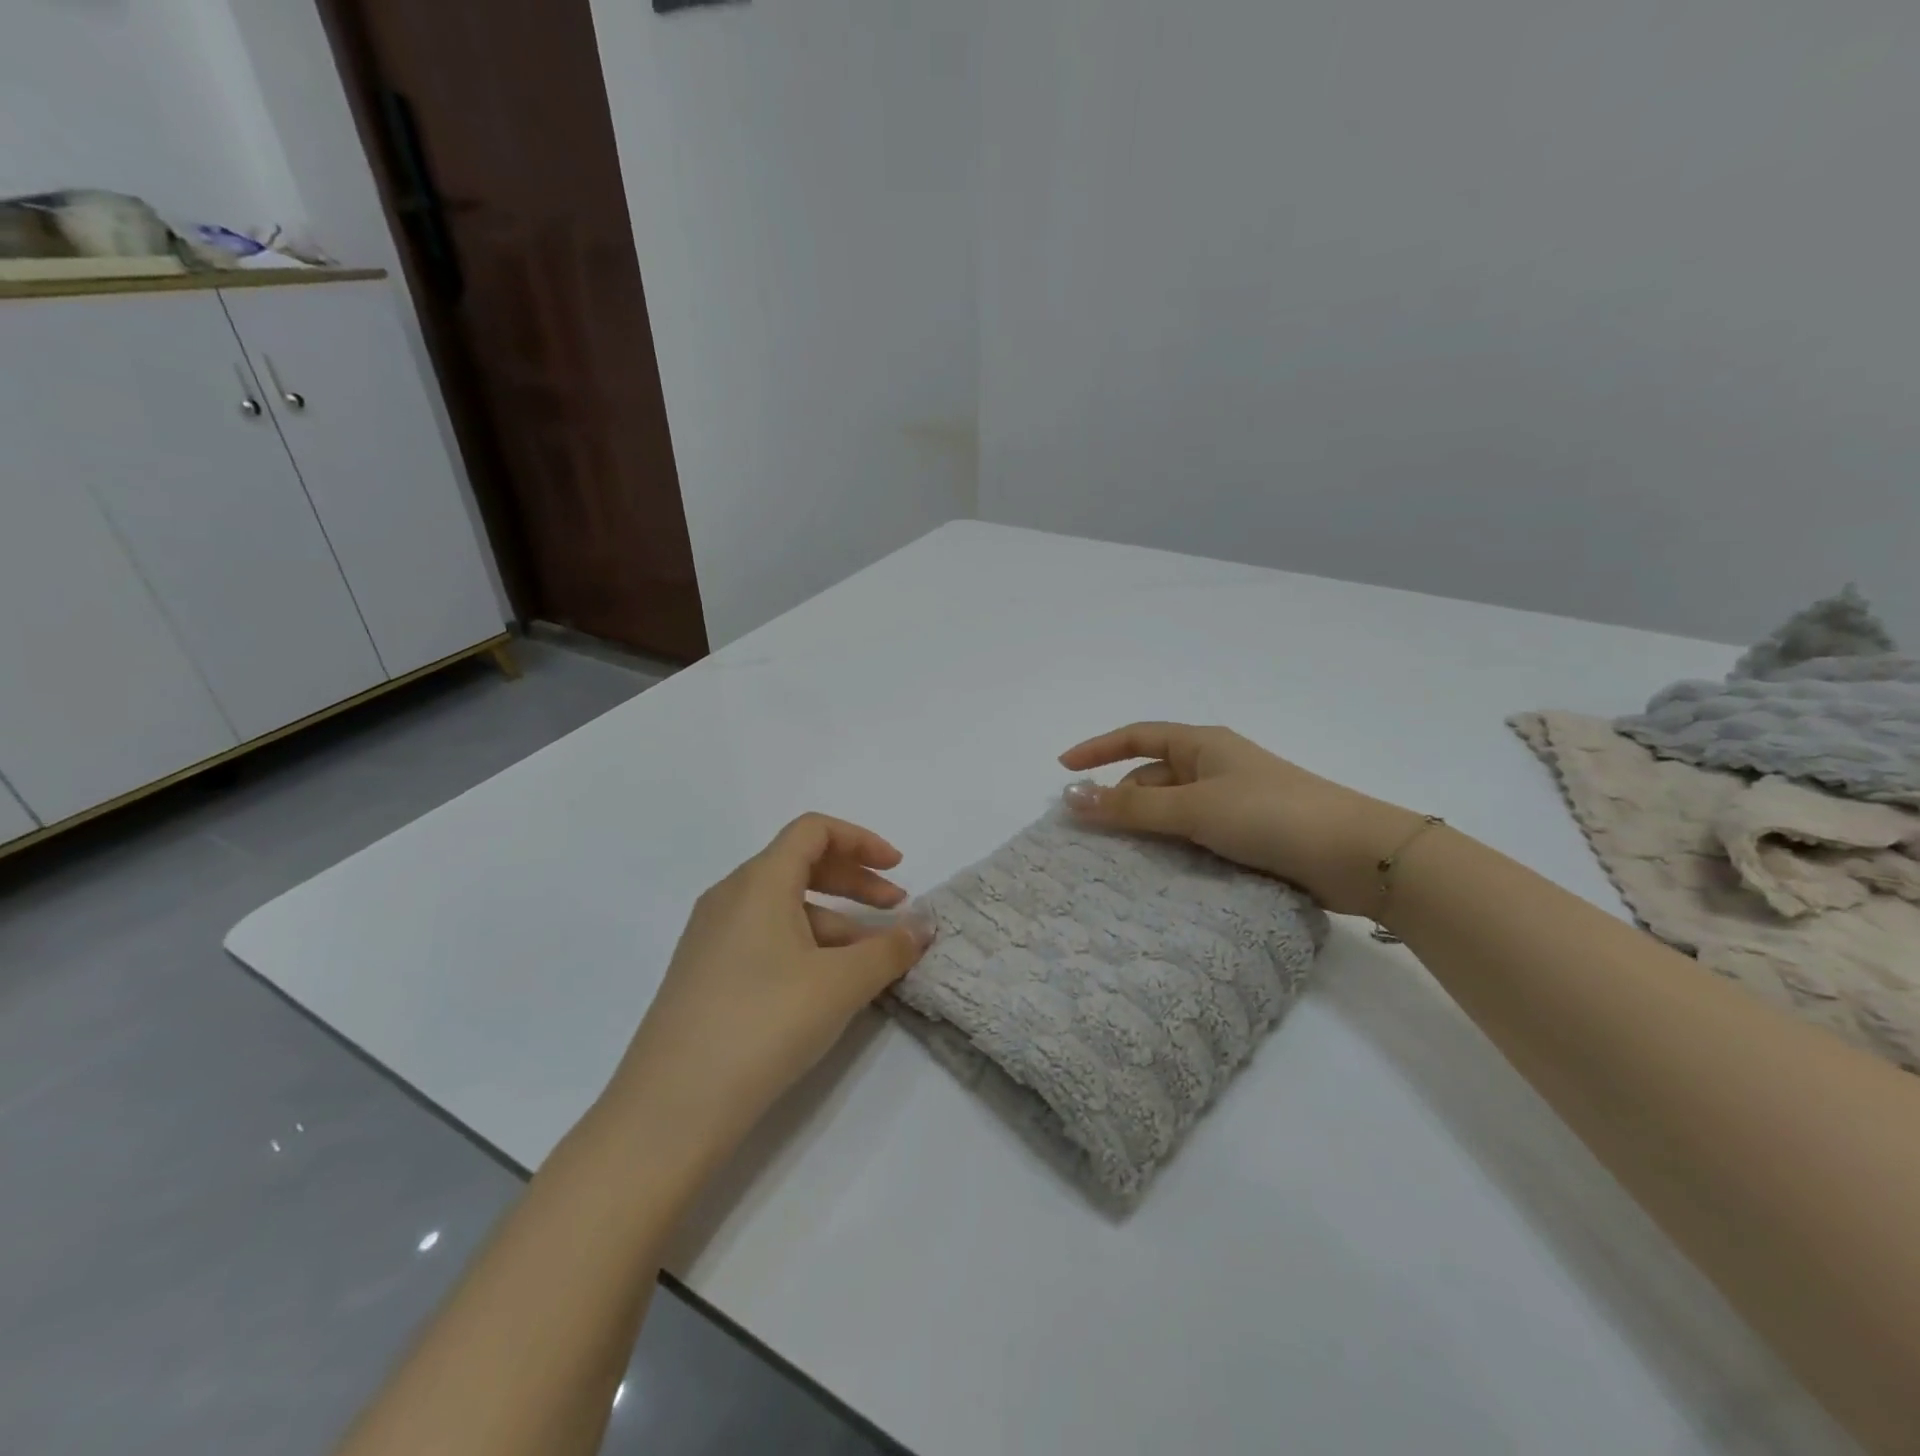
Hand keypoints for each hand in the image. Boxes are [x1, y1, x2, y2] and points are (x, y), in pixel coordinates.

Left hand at [602, 814, 933, 1165]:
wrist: (671, 1109)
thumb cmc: (764, 1024)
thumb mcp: (841, 984)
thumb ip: (890, 949)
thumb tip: (924, 926)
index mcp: (759, 881)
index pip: (813, 830)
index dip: (861, 841)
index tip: (898, 869)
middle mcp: (730, 897)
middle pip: (801, 864)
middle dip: (856, 882)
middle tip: (896, 910)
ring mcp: (712, 937)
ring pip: (784, 907)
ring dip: (836, 922)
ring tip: (871, 963)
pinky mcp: (705, 974)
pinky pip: (765, 939)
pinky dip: (806, 946)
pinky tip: (827, 987)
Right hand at [1059, 722, 1422, 916]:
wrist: (1355, 854)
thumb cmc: (1269, 814)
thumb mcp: (1194, 808)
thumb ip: (1131, 808)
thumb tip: (1071, 798)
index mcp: (1202, 744)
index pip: (1137, 736)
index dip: (1098, 749)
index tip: (1062, 770)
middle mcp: (1214, 767)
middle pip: (1152, 776)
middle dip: (1121, 800)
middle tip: (1093, 835)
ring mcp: (1233, 801)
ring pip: (1172, 810)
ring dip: (1147, 829)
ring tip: (1120, 860)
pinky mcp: (1248, 834)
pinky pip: (1194, 834)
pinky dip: (1173, 847)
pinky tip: (1160, 872)